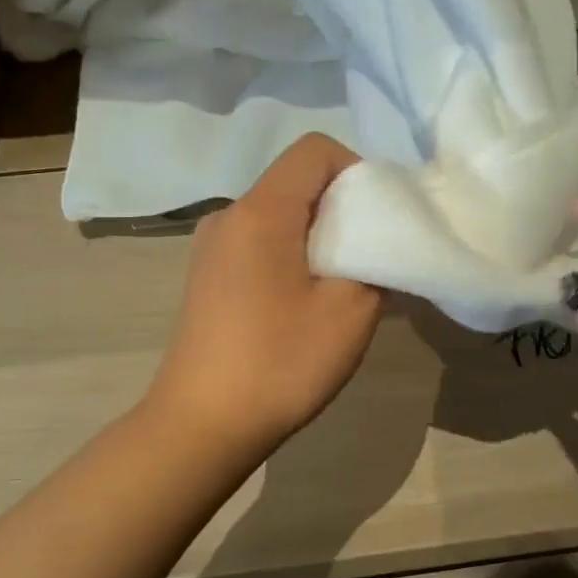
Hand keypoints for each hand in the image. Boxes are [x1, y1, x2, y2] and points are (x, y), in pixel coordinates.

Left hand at [147, 134, 382, 459]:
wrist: (200, 427)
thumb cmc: (279, 363)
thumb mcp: (350, 312)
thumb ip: (375, 261)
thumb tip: (375, 244)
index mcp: (261, 211)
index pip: (315, 150)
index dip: (357, 171)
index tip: (377, 219)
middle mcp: (230, 215)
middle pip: (298, 181)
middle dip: (343, 207)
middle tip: (369, 256)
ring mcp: (213, 246)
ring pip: (281, 214)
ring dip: (319, 236)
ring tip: (340, 286)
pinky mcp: (209, 275)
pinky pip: (262, 242)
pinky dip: (293, 255)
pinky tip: (304, 304)